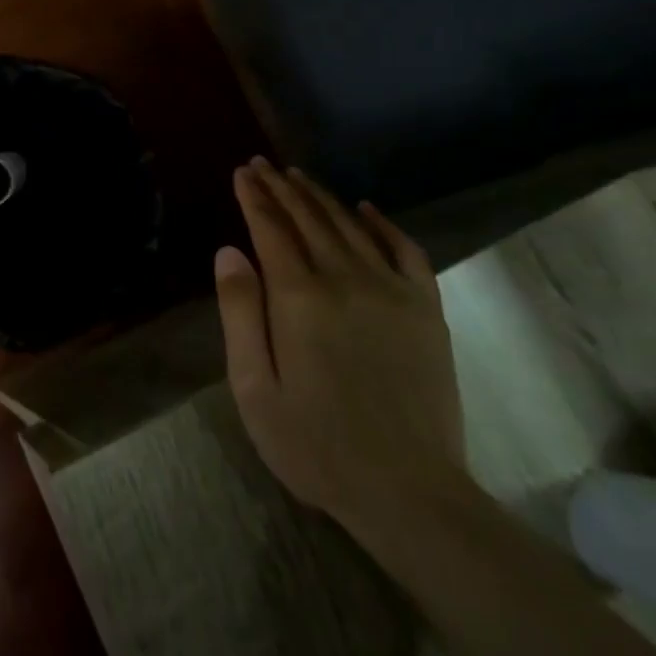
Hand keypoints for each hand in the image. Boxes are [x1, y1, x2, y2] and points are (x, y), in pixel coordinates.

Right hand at [214, 157, 461, 518]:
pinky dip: (383, 224)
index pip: (271, 229)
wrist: (408, 490)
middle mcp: (346, 279)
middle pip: (309, 219)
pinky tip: (366, 209)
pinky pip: (405, 250)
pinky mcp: (426, 308)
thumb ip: (240, 313)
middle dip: (282, 188)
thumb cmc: (315, 445)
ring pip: (350, 226)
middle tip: (263, 165)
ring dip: (321, 197)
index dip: (254, 197)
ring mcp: (393, 290)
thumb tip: (229, 251)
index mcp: (300, 298)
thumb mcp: (254, 388)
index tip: (241, 172)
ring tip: (298, 177)